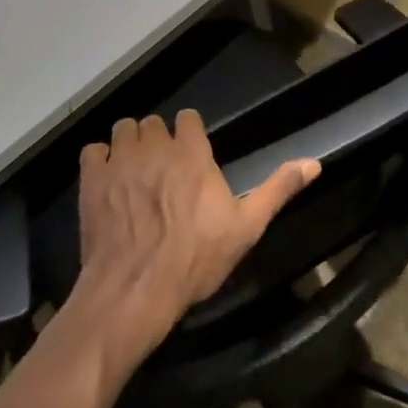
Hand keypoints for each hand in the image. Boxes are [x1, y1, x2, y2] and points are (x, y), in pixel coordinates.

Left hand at [76, 110, 320, 360]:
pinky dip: (99, 161)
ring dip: (129, 144)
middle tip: (161, 170)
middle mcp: (156, 145)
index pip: (188, 117)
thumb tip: (315, 162)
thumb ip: (278, 189)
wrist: (135, 290)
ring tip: (133, 172)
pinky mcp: (92, 178)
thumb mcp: (246, 227)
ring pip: (123, 129)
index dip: (188, 134)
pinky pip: (93, 151)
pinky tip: (107, 181)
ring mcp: (121, 159)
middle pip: (153, 123)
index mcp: (192, 152)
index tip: (190, 155)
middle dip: (158, 140)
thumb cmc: (195, 259)